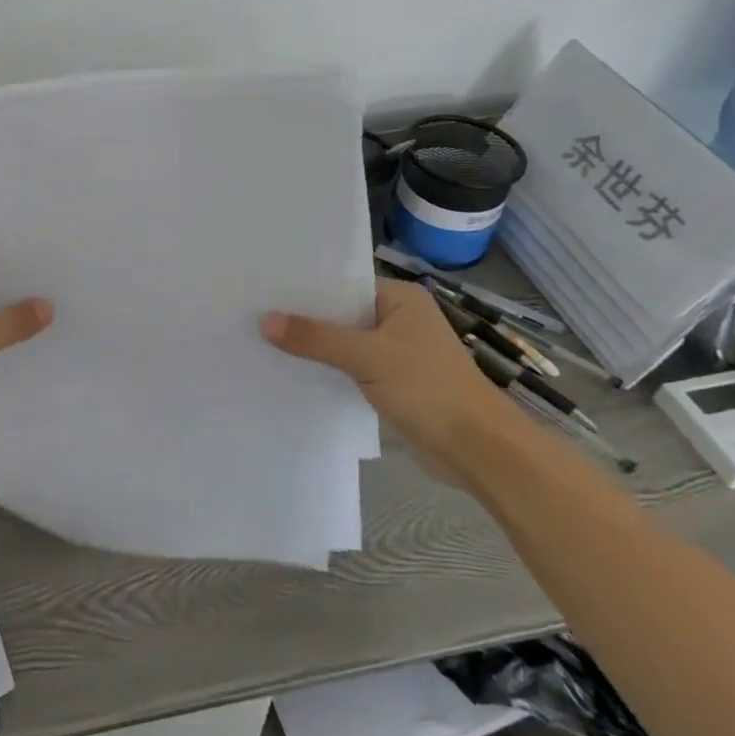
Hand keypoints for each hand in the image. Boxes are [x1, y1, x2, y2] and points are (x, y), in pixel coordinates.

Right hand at [263, 279, 529, 491]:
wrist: (480, 452)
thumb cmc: (430, 389)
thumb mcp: (368, 357)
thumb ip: (316, 338)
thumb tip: (264, 321)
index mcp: (400, 298)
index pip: (342, 283)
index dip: (305, 287)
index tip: (264, 288)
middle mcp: (397, 318)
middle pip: (339, 312)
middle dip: (303, 318)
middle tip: (253, 313)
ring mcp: (394, 352)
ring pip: (342, 341)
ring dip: (312, 346)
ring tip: (261, 339)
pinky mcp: (390, 382)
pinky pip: (348, 367)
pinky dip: (326, 368)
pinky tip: (290, 370)